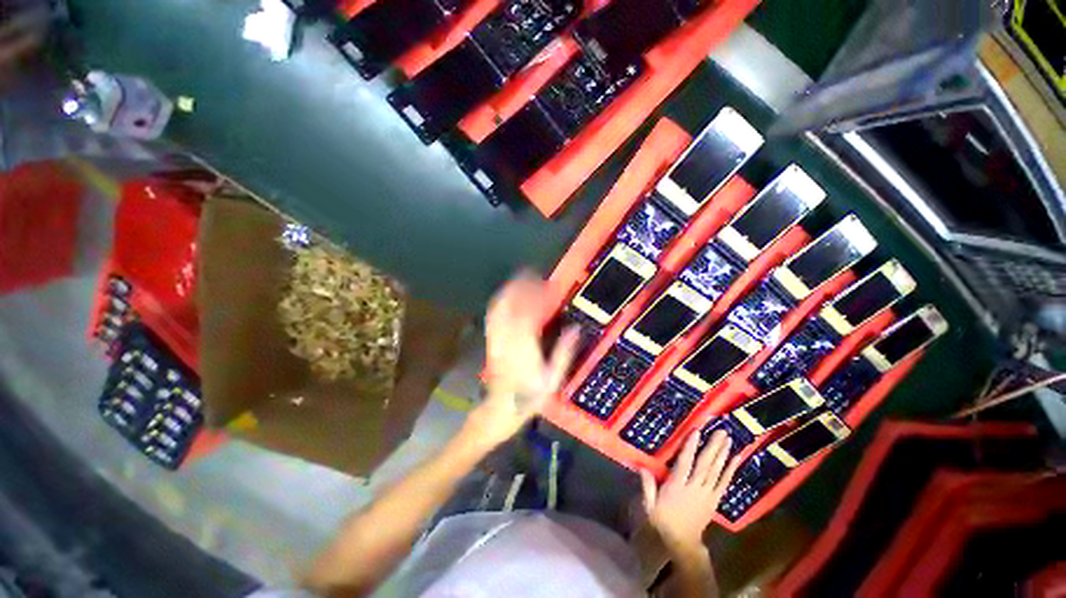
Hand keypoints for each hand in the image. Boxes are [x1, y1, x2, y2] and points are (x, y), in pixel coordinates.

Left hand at [466, 273, 578, 447]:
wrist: (502, 408)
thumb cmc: (530, 396)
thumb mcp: (553, 378)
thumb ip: (564, 352)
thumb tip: (575, 330)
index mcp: (525, 345)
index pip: (529, 312)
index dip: (535, 295)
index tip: (544, 283)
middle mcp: (508, 338)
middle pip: (510, 305)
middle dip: (519, 286)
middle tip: (530, 274)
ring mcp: (497, 339)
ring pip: (499, 308)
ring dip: (508, 291)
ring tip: (518, 279)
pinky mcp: (491, 341)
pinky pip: (492, 317)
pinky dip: (499, 302)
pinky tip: (505, 296)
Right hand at [641, 431, 740, 550]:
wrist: (683, 542)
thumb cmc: (664, 519)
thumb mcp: (650, 505)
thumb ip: (647, 486)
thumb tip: (641, 466)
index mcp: (677, 487)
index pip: (685, 464)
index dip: (690, 447)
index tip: (697, 432)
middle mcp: (694, 488)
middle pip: (705, 465)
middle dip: (713, 447)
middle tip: (722, 431)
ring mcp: (707, 494)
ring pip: (716, 471)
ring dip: (723, 454)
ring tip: (728, 439)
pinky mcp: (714, 499)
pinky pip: (723, 482)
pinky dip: (730, 470)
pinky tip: (735, 459)